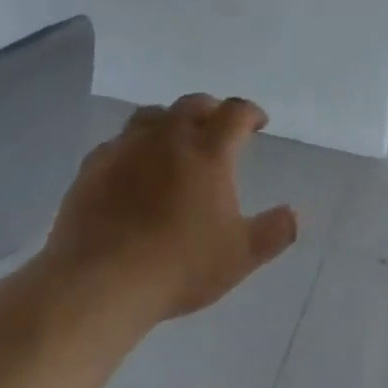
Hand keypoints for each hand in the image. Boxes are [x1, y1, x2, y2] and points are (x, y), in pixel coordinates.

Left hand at [39, 94, 297, 325]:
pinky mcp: (93, 166)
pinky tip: (132, 169)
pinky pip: (117, 143)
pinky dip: (133, 147)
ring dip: (170, 122)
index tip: (258, 123)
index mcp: (208, 151)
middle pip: (193, 104)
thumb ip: (274, 232)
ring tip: (174, 141)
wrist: (99, 282)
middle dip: (211, 111)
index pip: (235, 113)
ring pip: (152, 116)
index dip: (250, 113)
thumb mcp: (240, 256)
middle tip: (218, 128)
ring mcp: (126, 148)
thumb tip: (294, 214)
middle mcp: (168, 137)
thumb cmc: (178, 266)